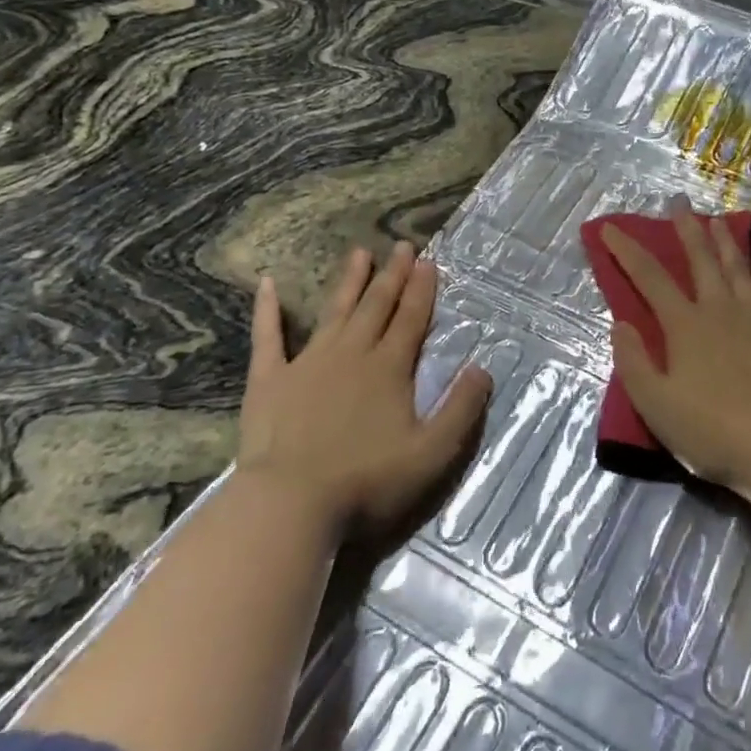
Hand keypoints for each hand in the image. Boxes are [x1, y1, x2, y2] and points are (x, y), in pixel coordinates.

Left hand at [235, 241, 490, 538]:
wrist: (290, 504)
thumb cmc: (366, 481)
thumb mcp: (432, 453)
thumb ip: (461, 409)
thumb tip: (483, 368)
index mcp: (389, 368)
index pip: (411, 318)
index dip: (422, 289)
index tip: (429, 261)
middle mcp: (352, 353)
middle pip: (377, 306)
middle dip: (393, 275)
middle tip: (403, 246)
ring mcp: (308, 362)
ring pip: (334, 311)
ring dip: (349, 281)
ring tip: (360, 252)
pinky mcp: (270, 379)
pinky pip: (268, 336)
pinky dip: (267, 310)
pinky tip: (268, 284)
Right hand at [601, 197, 750, 495]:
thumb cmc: (712, 430)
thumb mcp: (656, 406)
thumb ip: (633, 362)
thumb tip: (621, 323)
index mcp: (685, 325)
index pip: (649, 277)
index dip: (627, 251)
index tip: (610, 229)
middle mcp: (719, 308)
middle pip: (700, 259)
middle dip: (685, 229)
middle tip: (678, 202)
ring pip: (736, 266)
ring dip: (724, 240)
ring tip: (717, 219)